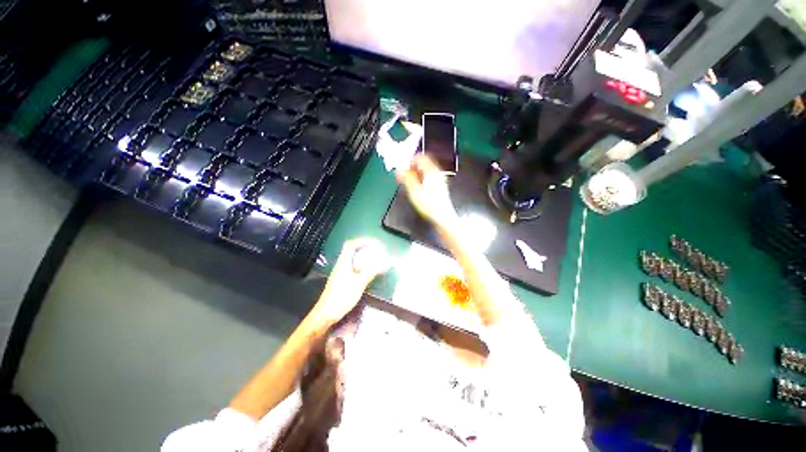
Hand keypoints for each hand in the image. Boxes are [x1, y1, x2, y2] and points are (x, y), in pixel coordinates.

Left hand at [315, 238, 390, 322]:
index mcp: (344, 262)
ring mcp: (341, 272)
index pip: (351, 244)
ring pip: (352, 258)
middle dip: (365, 246)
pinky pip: (353, 266)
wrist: (326, 313)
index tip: (375, 242)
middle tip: (377, 249)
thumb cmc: (341, 297)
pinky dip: (362, 264)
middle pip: (352, 249)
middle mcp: (341, 264)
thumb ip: (372, 271)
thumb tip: (386, 262)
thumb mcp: (359, 284)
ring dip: (364, 255)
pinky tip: (368, 271)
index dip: (363, 240)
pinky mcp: (342, 279)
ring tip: (375, 258)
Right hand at [396, 155, 458, 228]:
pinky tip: (415, 186)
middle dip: (411, 167)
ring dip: (415, 173)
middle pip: (423, 163)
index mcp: (431, 171)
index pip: (420, 157)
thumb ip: (406, 177)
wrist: (441, 216)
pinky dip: (420, 178)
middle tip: (402, 173)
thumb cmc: (428, 204)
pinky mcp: (439, 186)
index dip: (409, 160)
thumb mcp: (414, 190)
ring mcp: (439, 179)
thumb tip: (400, 168)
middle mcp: (437, 172)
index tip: (401, 165)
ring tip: (407, 180)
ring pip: (425, 170)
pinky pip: (428, 177)